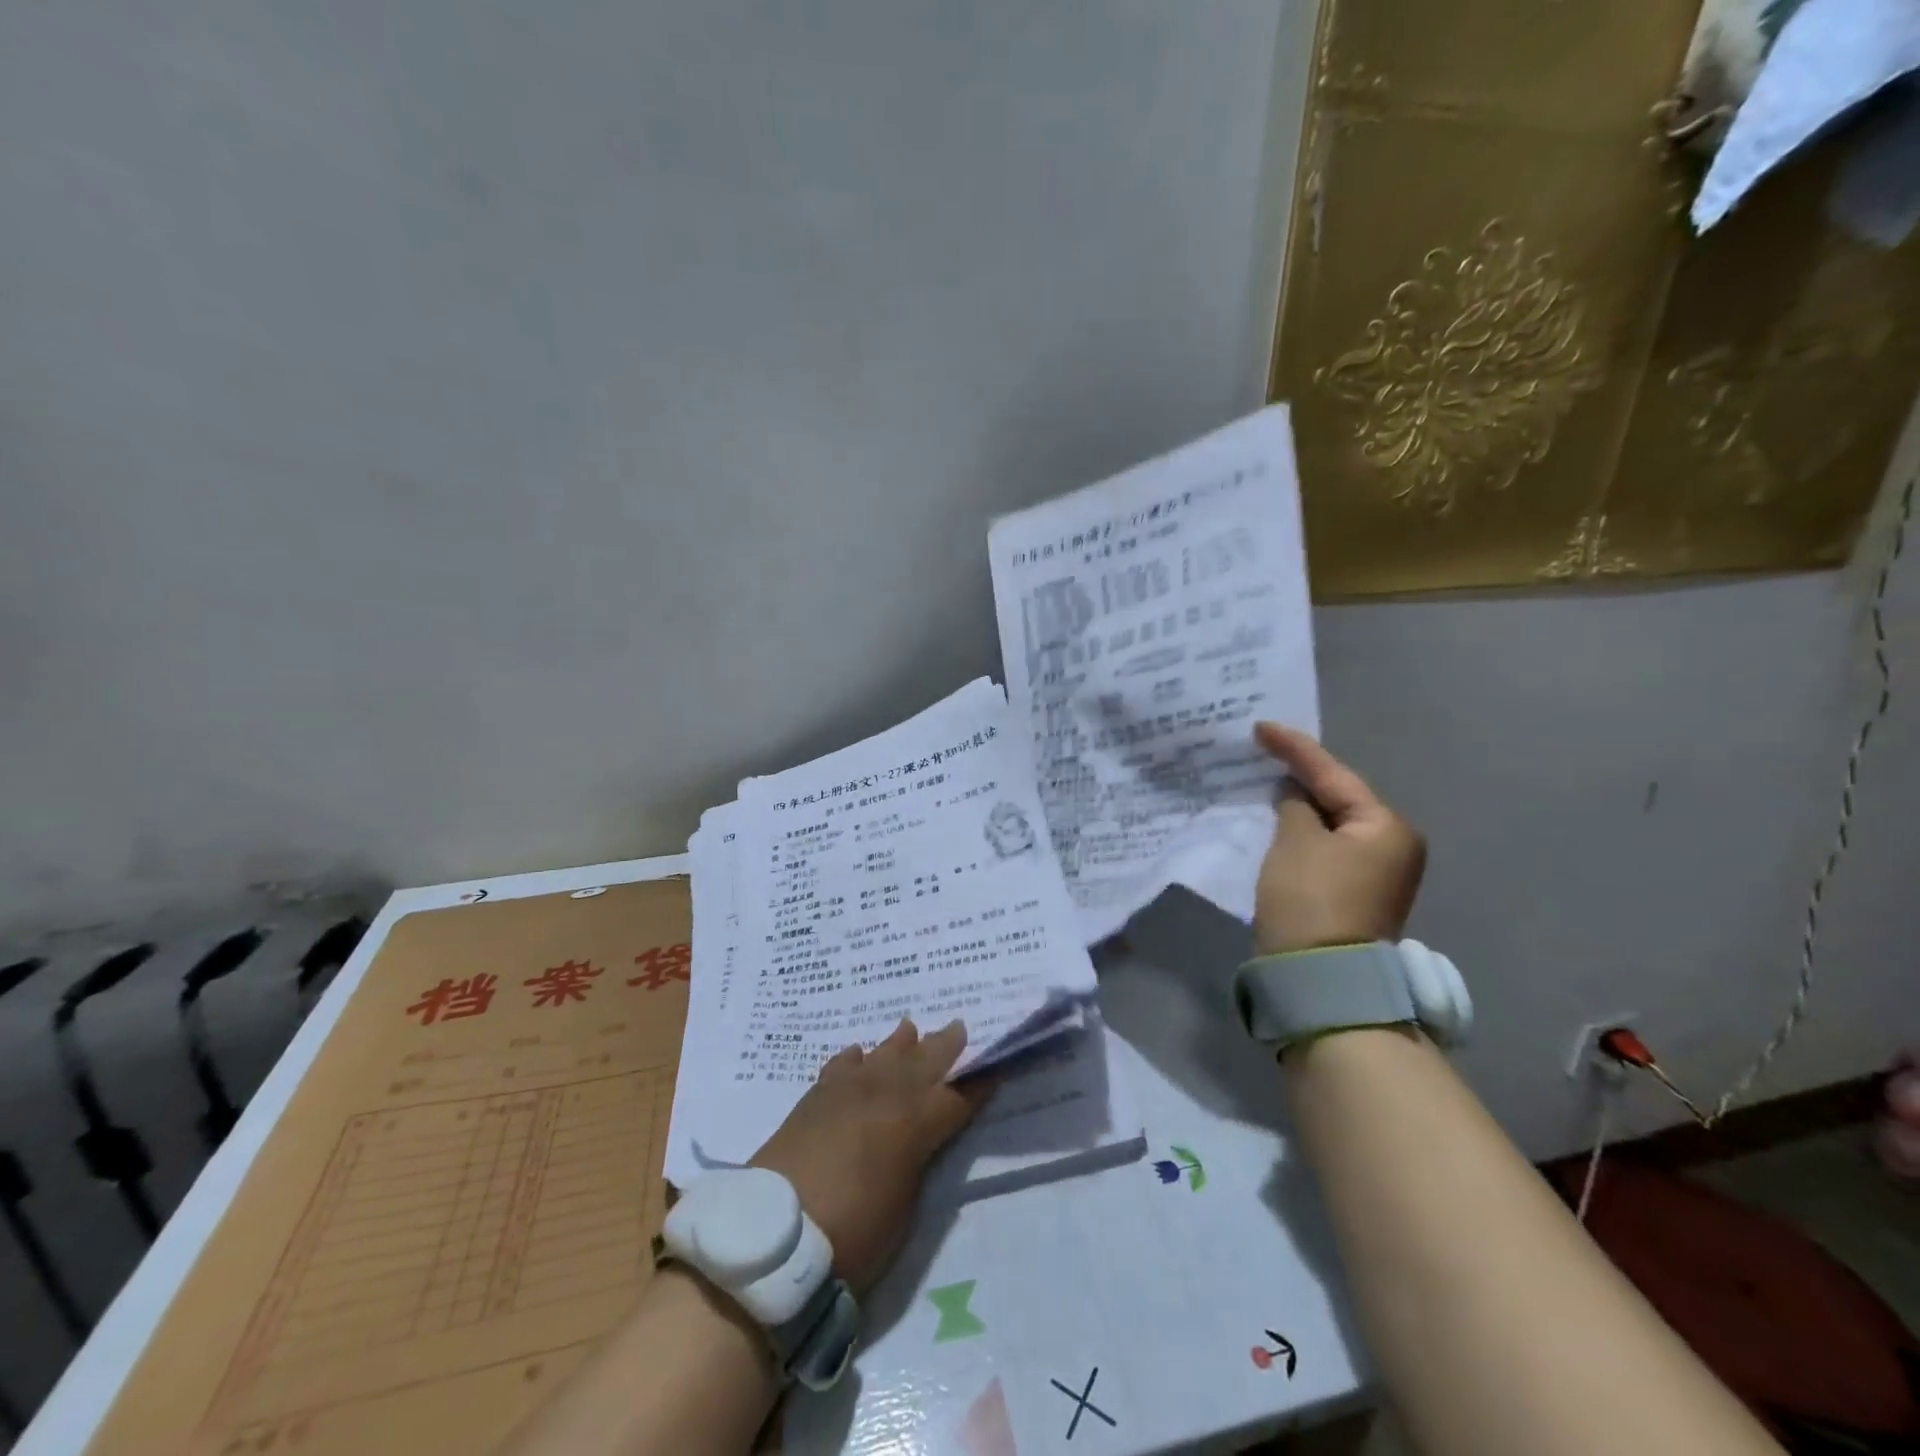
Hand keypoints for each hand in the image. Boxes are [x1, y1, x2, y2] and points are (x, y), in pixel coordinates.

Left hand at [750, 1018, 987, 1293]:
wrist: (773, 1236)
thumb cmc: (852, 1235)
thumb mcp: (904, 1206)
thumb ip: (916, 1160)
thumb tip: (918, 1138)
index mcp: (914, 1125)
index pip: (956, 1098)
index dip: (978, 1084)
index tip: (995, 1065)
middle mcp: (884, 1096)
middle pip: (922, 1062)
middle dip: (944, 1046)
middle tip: (959, 1026)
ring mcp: (846, 1092)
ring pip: (881, 1056)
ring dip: (899, 1044)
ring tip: (909, 1028)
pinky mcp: (813, 1098)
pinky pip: (840, 1067)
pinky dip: (853, 1059)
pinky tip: (857, 1053)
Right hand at [1251, 722, 1425, 955]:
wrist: (1320, 978)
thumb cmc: (1311, 899)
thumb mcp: (1296, 842)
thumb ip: (1294, 807)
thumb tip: (1295, 797)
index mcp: (1386, 827)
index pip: (1333, 774)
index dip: (1294, 748)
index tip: (1260, 727)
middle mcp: (1391, 847)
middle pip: (1338, 799)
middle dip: (1300, 777)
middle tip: (1263, 752)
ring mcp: (1374, 875)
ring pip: (1330, 826)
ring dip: (1299, 807)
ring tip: (1264, 781)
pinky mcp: (1352, 895)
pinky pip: (1324, 849)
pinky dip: (1300, 834)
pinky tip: (1276, 822)